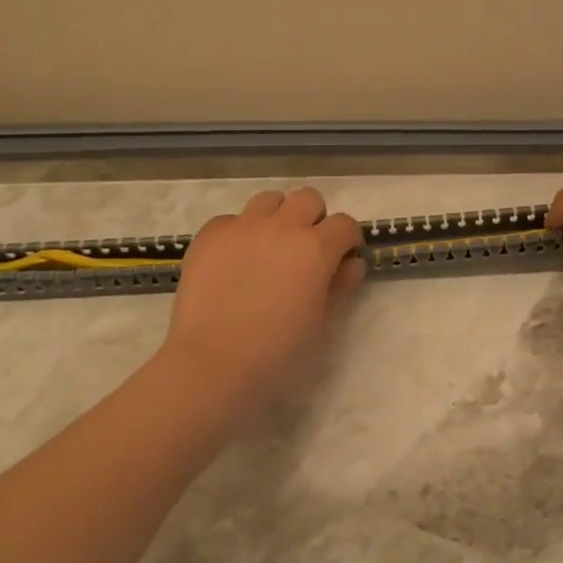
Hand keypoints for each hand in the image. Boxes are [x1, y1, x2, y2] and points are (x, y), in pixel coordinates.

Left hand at [161, 187, 365, 408]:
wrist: (212, 364)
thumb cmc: (277, 352)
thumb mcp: (322, 324)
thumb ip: (341, 286)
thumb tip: (352, 263)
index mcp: (316, 248)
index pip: (344, 223)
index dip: (347, 240)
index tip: (342, 258)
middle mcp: (282, 226)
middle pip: (308, 198)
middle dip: (313, 218)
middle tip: (305, 249)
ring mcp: (243, 226)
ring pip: (269, 199)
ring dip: (277, 217)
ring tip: (269, 247)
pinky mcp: (210, 234)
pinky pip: (231, 219)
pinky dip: (239, 233)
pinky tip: (234, 260)